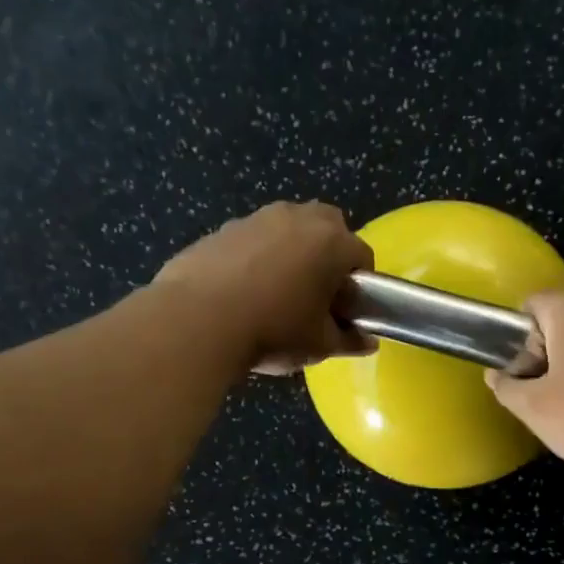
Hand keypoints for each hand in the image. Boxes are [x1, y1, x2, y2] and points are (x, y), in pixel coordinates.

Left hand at [157, 201, 375, 373]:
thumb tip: (366, 342)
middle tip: (316, 293)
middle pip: (327, 227)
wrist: (197, 322)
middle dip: (328, 254)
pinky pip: (251, 241)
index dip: (360, 285)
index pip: (362, 255)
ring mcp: (256, 219)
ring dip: (290, 252)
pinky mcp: (221, 230)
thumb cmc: (273, 331)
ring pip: (287, 230)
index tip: (347, 310)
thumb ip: (348, 340)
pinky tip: (241, 293)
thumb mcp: (319, 344)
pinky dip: (254, 258)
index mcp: (331, 242)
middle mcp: (297, 218)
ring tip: (275, 294)